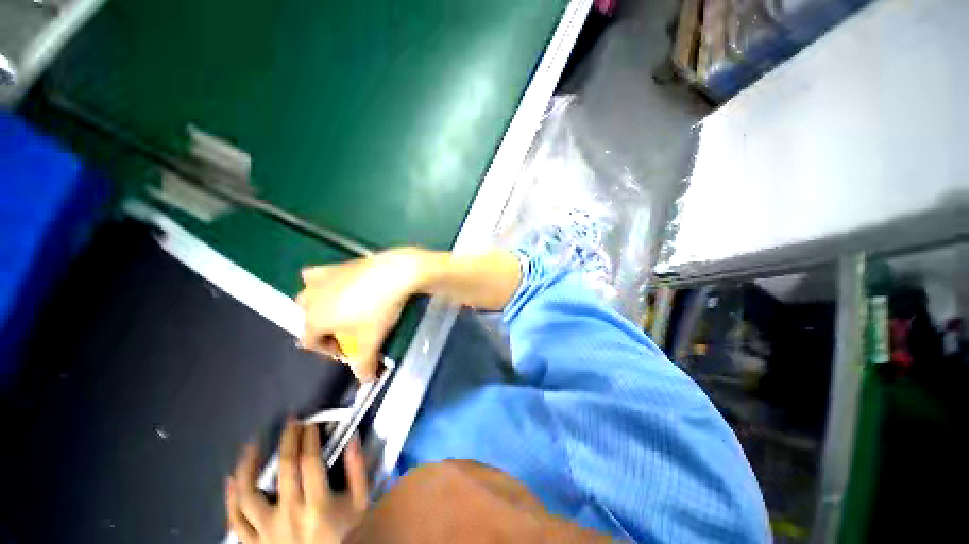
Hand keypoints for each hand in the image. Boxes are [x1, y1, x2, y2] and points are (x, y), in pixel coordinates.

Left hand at [226, 421, 368, 543]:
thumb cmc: (342, 534)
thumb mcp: (359, 504)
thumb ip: (358, 472)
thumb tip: (352, 440)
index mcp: (317, 506)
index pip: (310, 462)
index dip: (309, 438)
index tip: (311, 424)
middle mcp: (289, 516)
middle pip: (284, 469)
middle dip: (288, 440)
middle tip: (291, 423)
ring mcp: (266, 532)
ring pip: (249, 495)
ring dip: (248, 466)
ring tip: (252, 445)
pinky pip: (235, 522)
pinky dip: (230, 500)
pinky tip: (231, 480)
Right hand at [296, 248, 426, 380]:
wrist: (395, 273)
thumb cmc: (379, 308)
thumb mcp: (372, 339)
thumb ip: (364, 363)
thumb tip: (366, 380)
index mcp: (314, 320)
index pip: (310, 342)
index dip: (328, 350)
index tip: (349, 350)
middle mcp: (310, 299)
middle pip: (307, 319)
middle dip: (323, 328)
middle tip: (347, 330)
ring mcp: (320, 278)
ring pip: (309, 296)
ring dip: (319, 305)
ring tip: (343, 308)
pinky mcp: (335, 264)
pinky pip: (318, 275)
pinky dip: (323, 282)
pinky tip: (339, 284)